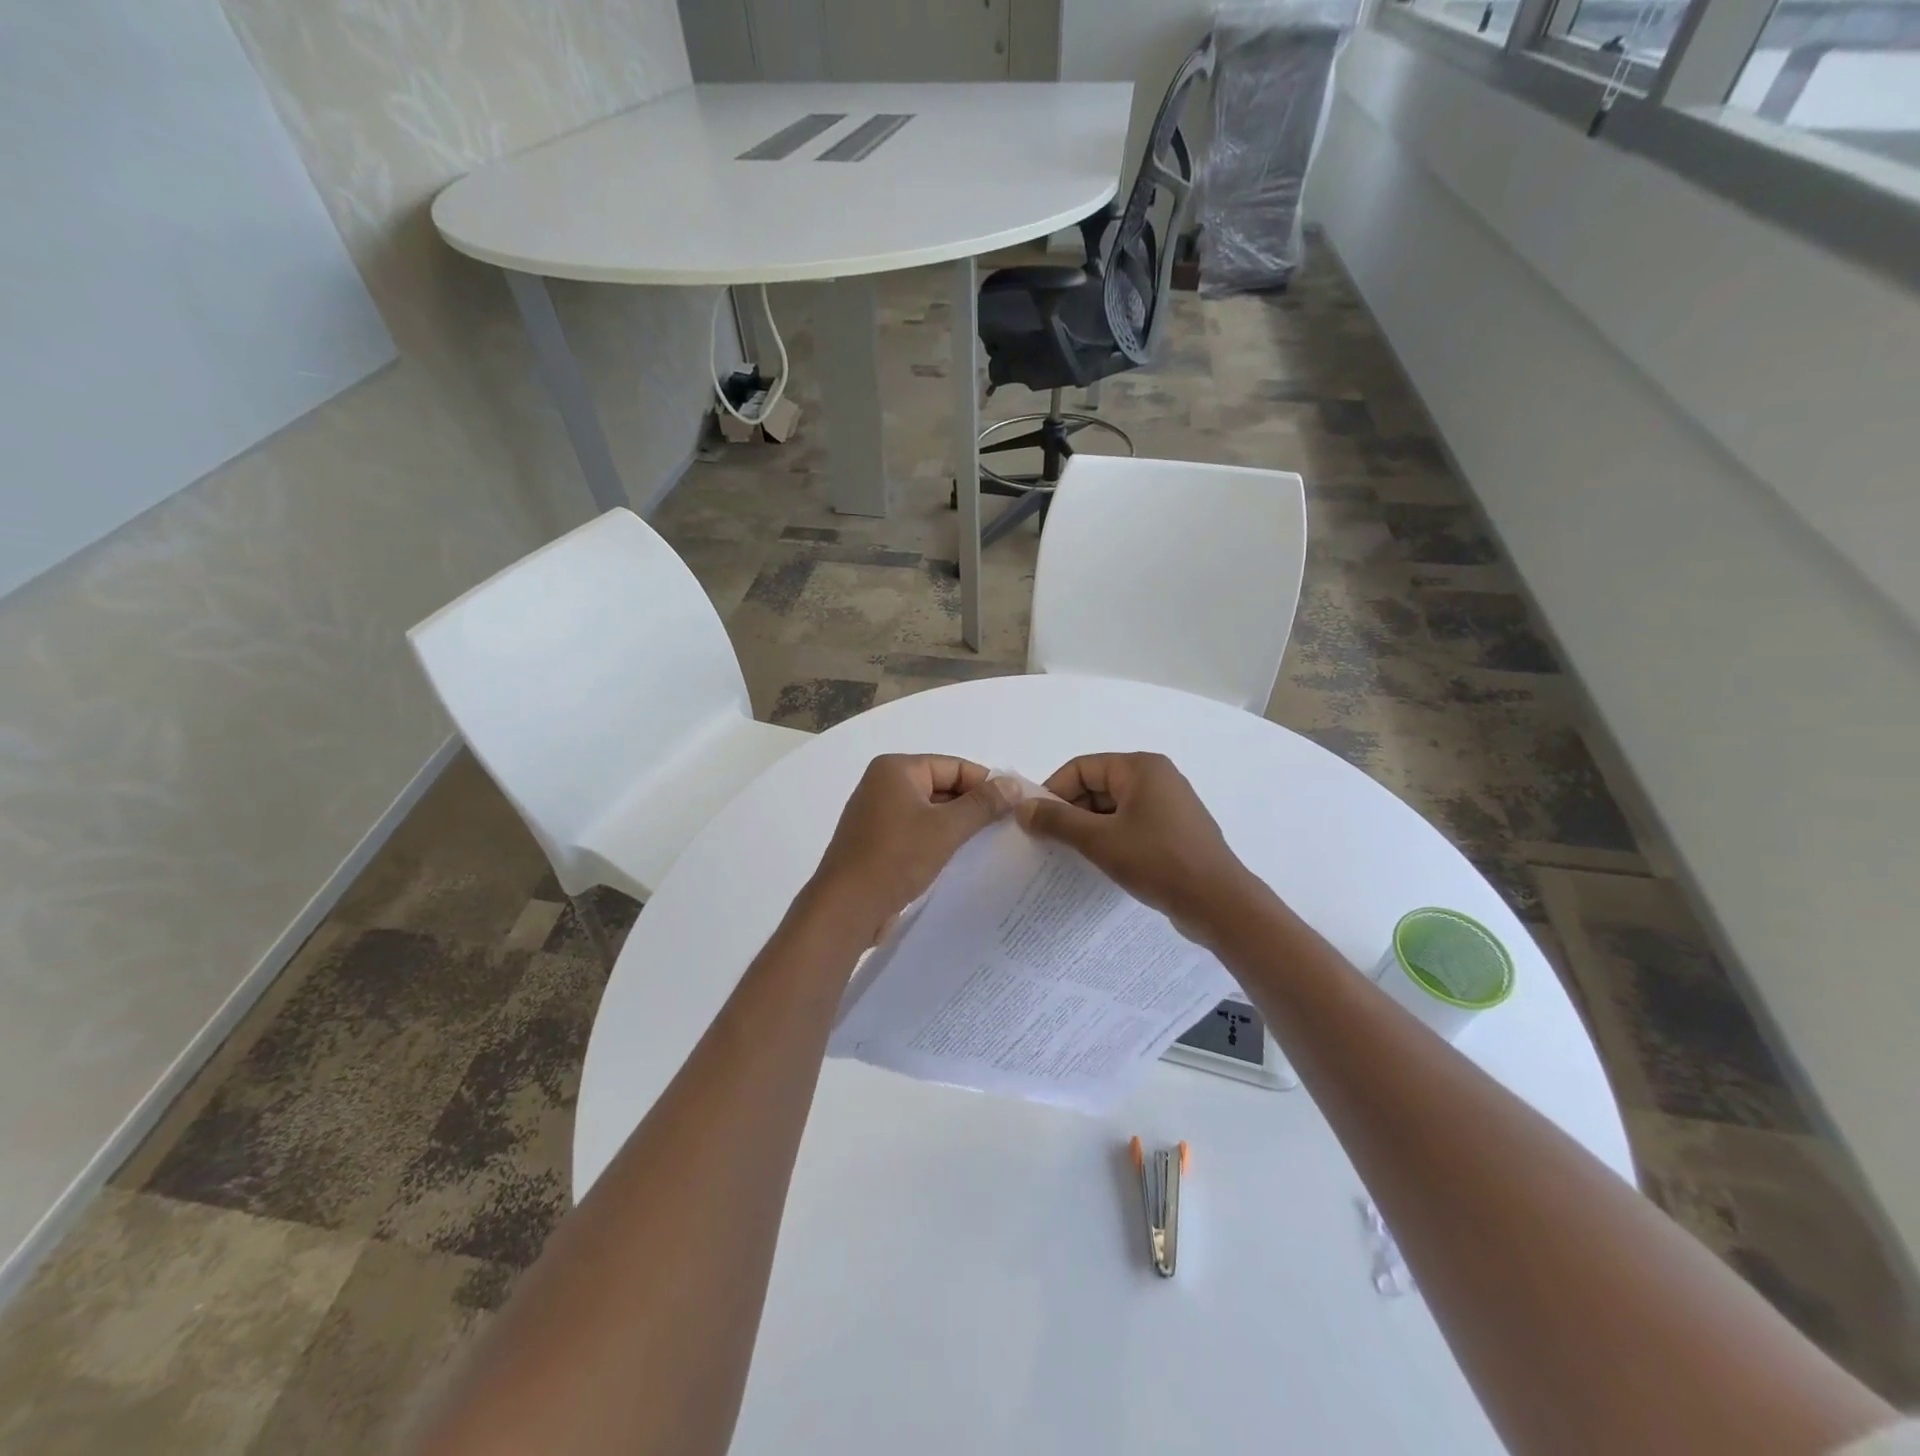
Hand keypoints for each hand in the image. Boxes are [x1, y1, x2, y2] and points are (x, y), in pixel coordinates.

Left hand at [805, 755, 1013, 944]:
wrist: (846, 908)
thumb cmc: (896, 858)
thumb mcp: (946, 828)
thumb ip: (982, 805)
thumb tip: (1014, 784)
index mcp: (896, 769)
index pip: (954, 766)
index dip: (987, 784)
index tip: (1017, 806)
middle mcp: (883, 785)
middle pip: (942, 787)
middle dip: (973, 806)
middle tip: (1009, 827)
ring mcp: (877, 814)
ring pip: (930, 812)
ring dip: (957, 826)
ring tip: (991, 844)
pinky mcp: (877, 842)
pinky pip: (917, 832)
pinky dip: (938, 841)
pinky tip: (961, 859)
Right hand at [1017, 753, 1260, 942]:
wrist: (1219, 904)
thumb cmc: (1158, 861)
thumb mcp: (1099, 840)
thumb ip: (1057, 820)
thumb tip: (1022, 807)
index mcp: (1140, 767)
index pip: (1082, 767)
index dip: (1053, 791)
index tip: (1035, 821)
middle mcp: (1156, 777)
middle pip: (1097, 785)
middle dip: (1070, 811)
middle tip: (1048, 841)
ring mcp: (1168, 805)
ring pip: (1112, 808)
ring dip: (1088, 827)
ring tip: (1069, 855)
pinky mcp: (1173, 831)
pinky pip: (1130, 824)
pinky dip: (1110, 838)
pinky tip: (1099, 862)